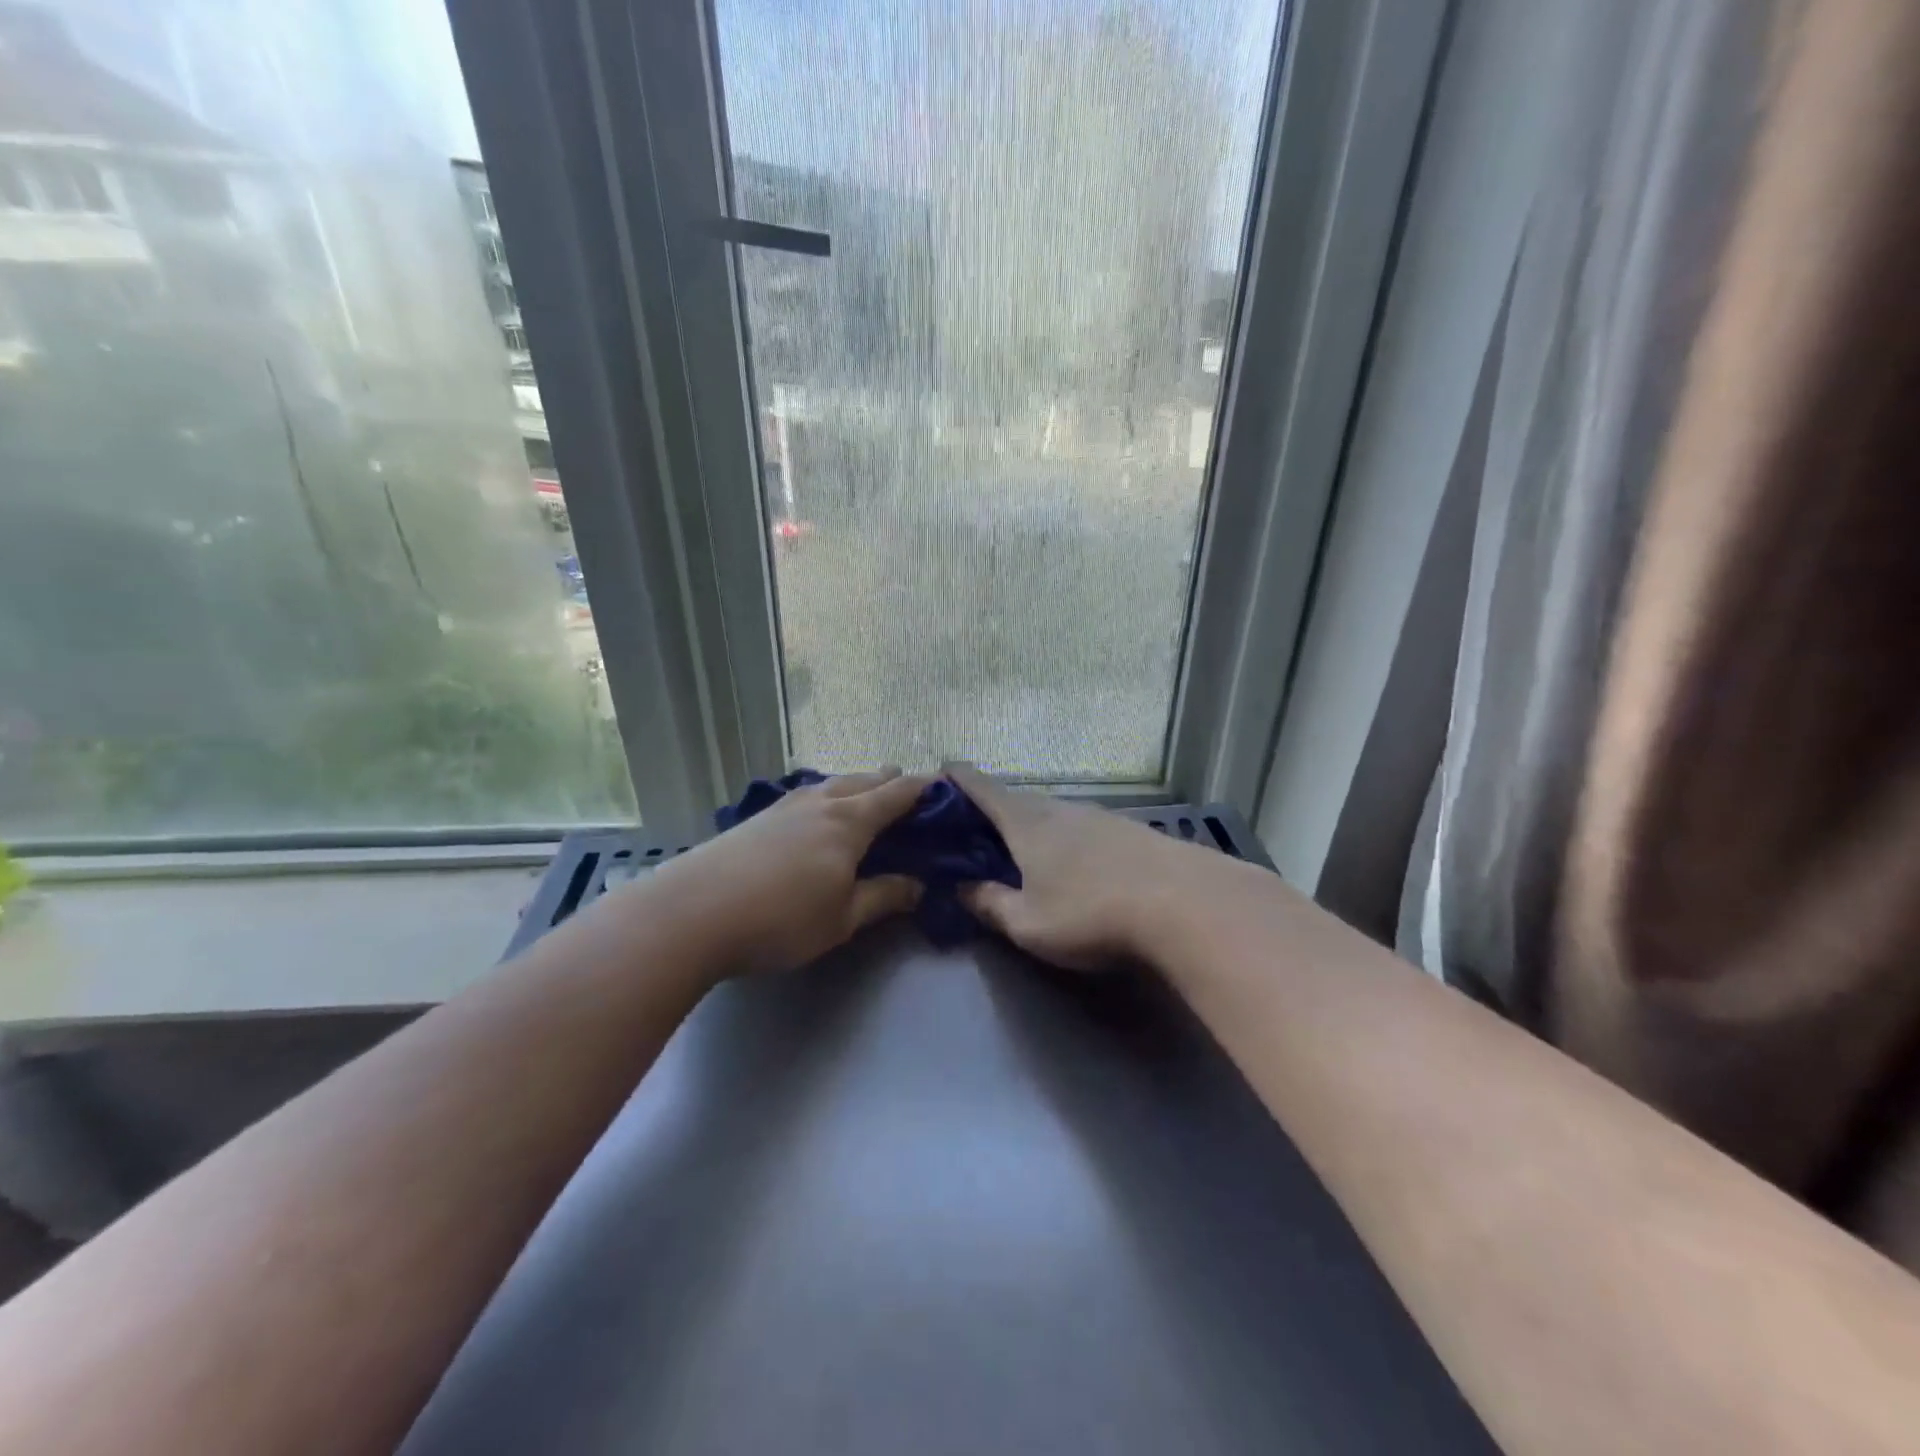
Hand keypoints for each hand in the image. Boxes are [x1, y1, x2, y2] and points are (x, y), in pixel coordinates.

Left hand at [650, 769, 927, 978]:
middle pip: (865, 780)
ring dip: (858, 786)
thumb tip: (920, 885)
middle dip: (892, 782)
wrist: (691, 913)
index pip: (897, 793)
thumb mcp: (843, 918)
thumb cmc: (780, 919)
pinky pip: (807, 795)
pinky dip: (828, 797)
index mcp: (850, 821)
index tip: (944, 788)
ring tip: (868, 797)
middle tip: (911, 795)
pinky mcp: (758, 818)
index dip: (924, 789)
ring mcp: (785, 805)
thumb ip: (884, 897)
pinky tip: (818, 814)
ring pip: (833, 784)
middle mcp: (821, 802)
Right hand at [946, 762, 1207, 971]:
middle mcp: (1061, 809)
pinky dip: (1066, 838)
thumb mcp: (1028, 923)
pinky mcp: (1131, 831)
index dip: (958, 777)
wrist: (1184, 904)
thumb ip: (989, 904)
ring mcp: (1100, 816)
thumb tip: (960, 888)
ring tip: (1025, 851)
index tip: (942, 769)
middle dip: (994, 810)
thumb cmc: (1090, 913)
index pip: (983, 787)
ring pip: (1053, 813)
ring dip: (1033, 824)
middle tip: (977, 831)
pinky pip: (1083, 827)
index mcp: (1026, 822)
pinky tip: (1076, 864)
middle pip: (1018, 800)